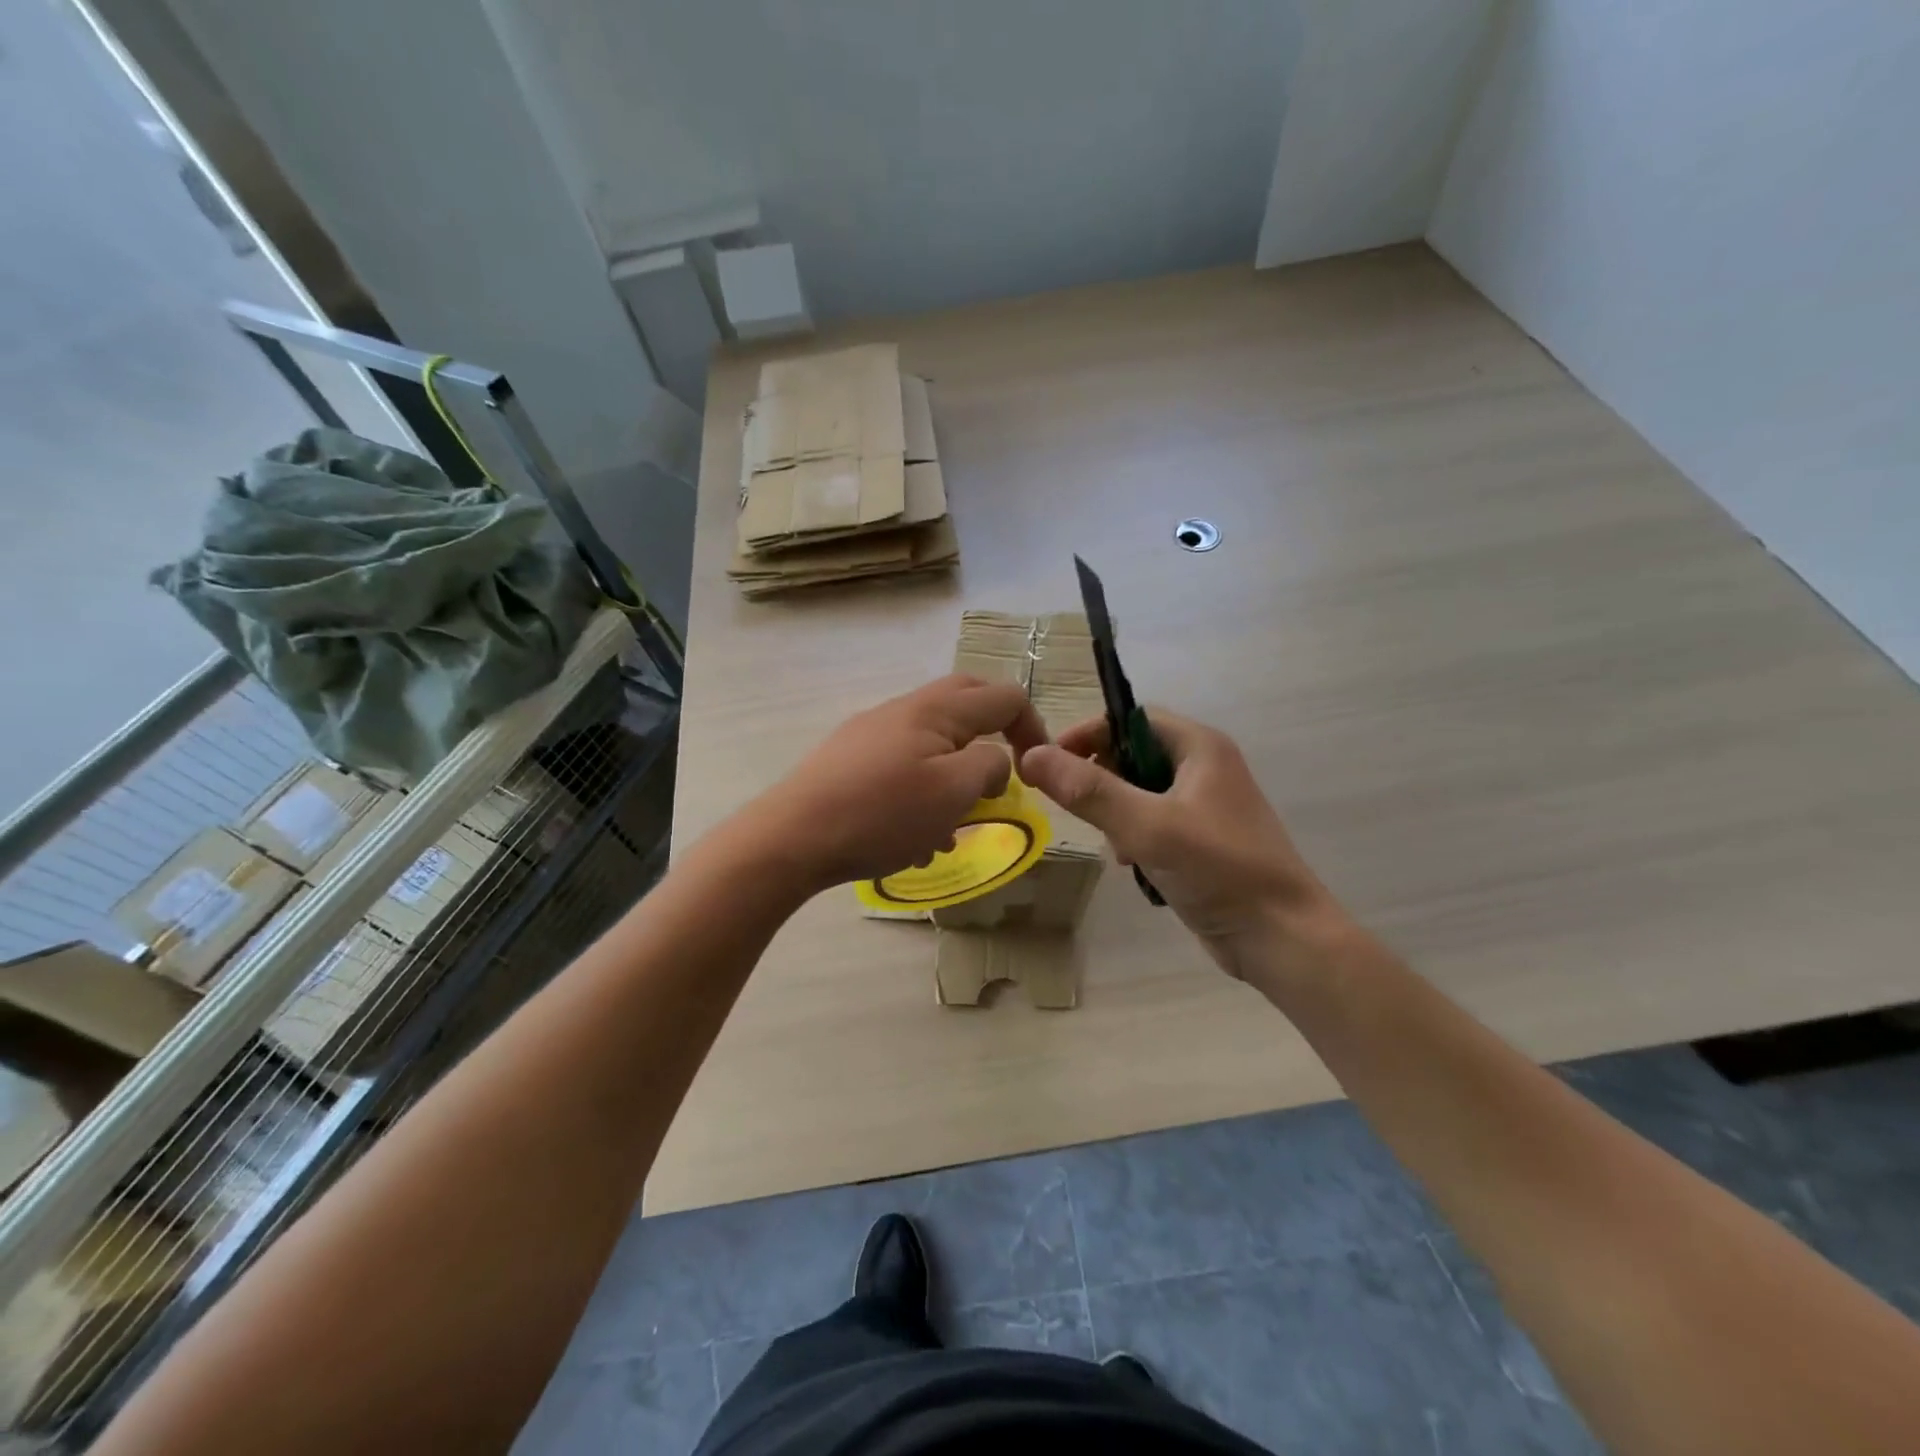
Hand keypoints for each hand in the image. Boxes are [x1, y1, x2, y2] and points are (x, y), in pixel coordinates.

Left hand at [751, 674, 1048, 893]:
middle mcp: (904, 709)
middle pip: (966, 704)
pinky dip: (922, 790)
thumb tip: (996, 760)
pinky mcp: (848, 759)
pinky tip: (912, 836)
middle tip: (1002, 778)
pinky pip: (902, 764)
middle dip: (993, 737)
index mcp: (936, 709)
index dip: (1032, 727)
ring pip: (932, 741)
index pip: (1004, 696)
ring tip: (952, 827)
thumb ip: (989, 766)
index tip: (1036, 771)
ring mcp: (871, 732)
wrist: (792, 837)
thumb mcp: (953, 792)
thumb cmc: (882, 814)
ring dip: (954, 775)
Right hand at [1019, 710, 1350, 987]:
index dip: (1089, 734)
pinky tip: (1133, 866)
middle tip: (1080, 809)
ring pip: (1139, 793)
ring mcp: (1205, 806)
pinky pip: (1154, 823)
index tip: (1051, 762)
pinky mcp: (1202, 840)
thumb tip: (1032, 755)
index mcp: (1200, 747)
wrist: (1281, 938)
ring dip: (1116, 814)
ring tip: (1115, 845)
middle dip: (1102, 780)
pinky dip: (1136, 838)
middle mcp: (1204, 768)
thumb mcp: (1147, 826)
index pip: (1131, 718)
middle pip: (1133, 755)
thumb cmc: (1219, 869)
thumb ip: (1089, 791)